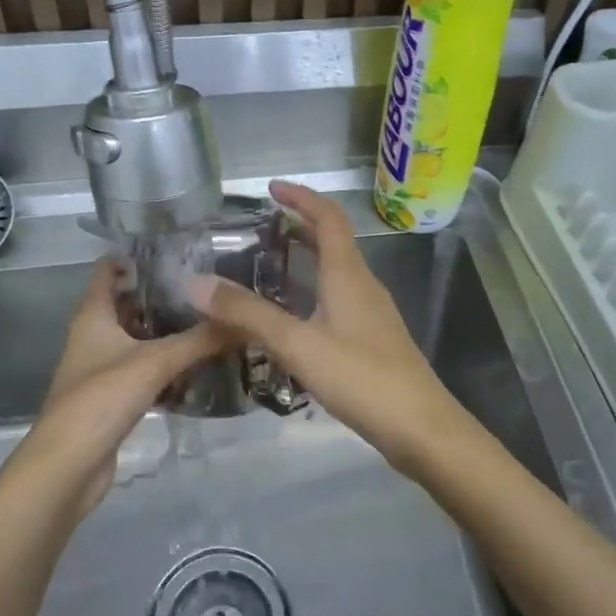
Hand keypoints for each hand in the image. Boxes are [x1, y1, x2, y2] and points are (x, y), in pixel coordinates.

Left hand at [10, 258, 232, 513]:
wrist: (68, 466)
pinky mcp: (115, 397)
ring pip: (141, 340)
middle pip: (130, 304)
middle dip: (165, 295)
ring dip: (170, 332)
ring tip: (213, 319)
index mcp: (93, 316)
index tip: (178, 248)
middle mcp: (95, 336)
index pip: (109, 270)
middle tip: (209, 285)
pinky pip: (146, 371)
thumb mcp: (155, 362)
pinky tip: (201, 366)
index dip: (137, 256)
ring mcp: (104, 368)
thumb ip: (200, 339)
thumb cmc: (101, 399)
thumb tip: (246, 319)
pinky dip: (169, 366)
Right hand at [189, 181, 474, 475]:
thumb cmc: (361, 377)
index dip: (302, 197)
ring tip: (270, 265)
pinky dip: (314, 291)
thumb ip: (248, 314)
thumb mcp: (298, 344)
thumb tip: (195, 282)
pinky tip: (295, 317)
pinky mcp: (374, 339)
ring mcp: (372, 313)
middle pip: (334, 241)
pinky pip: (340, 299)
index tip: (271, 189)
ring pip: (337, 272)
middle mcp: (363, 285)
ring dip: (308, 259)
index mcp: (348, 274)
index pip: (329, 218)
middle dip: (301, 226)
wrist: (420, 426)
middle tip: (262, 226)